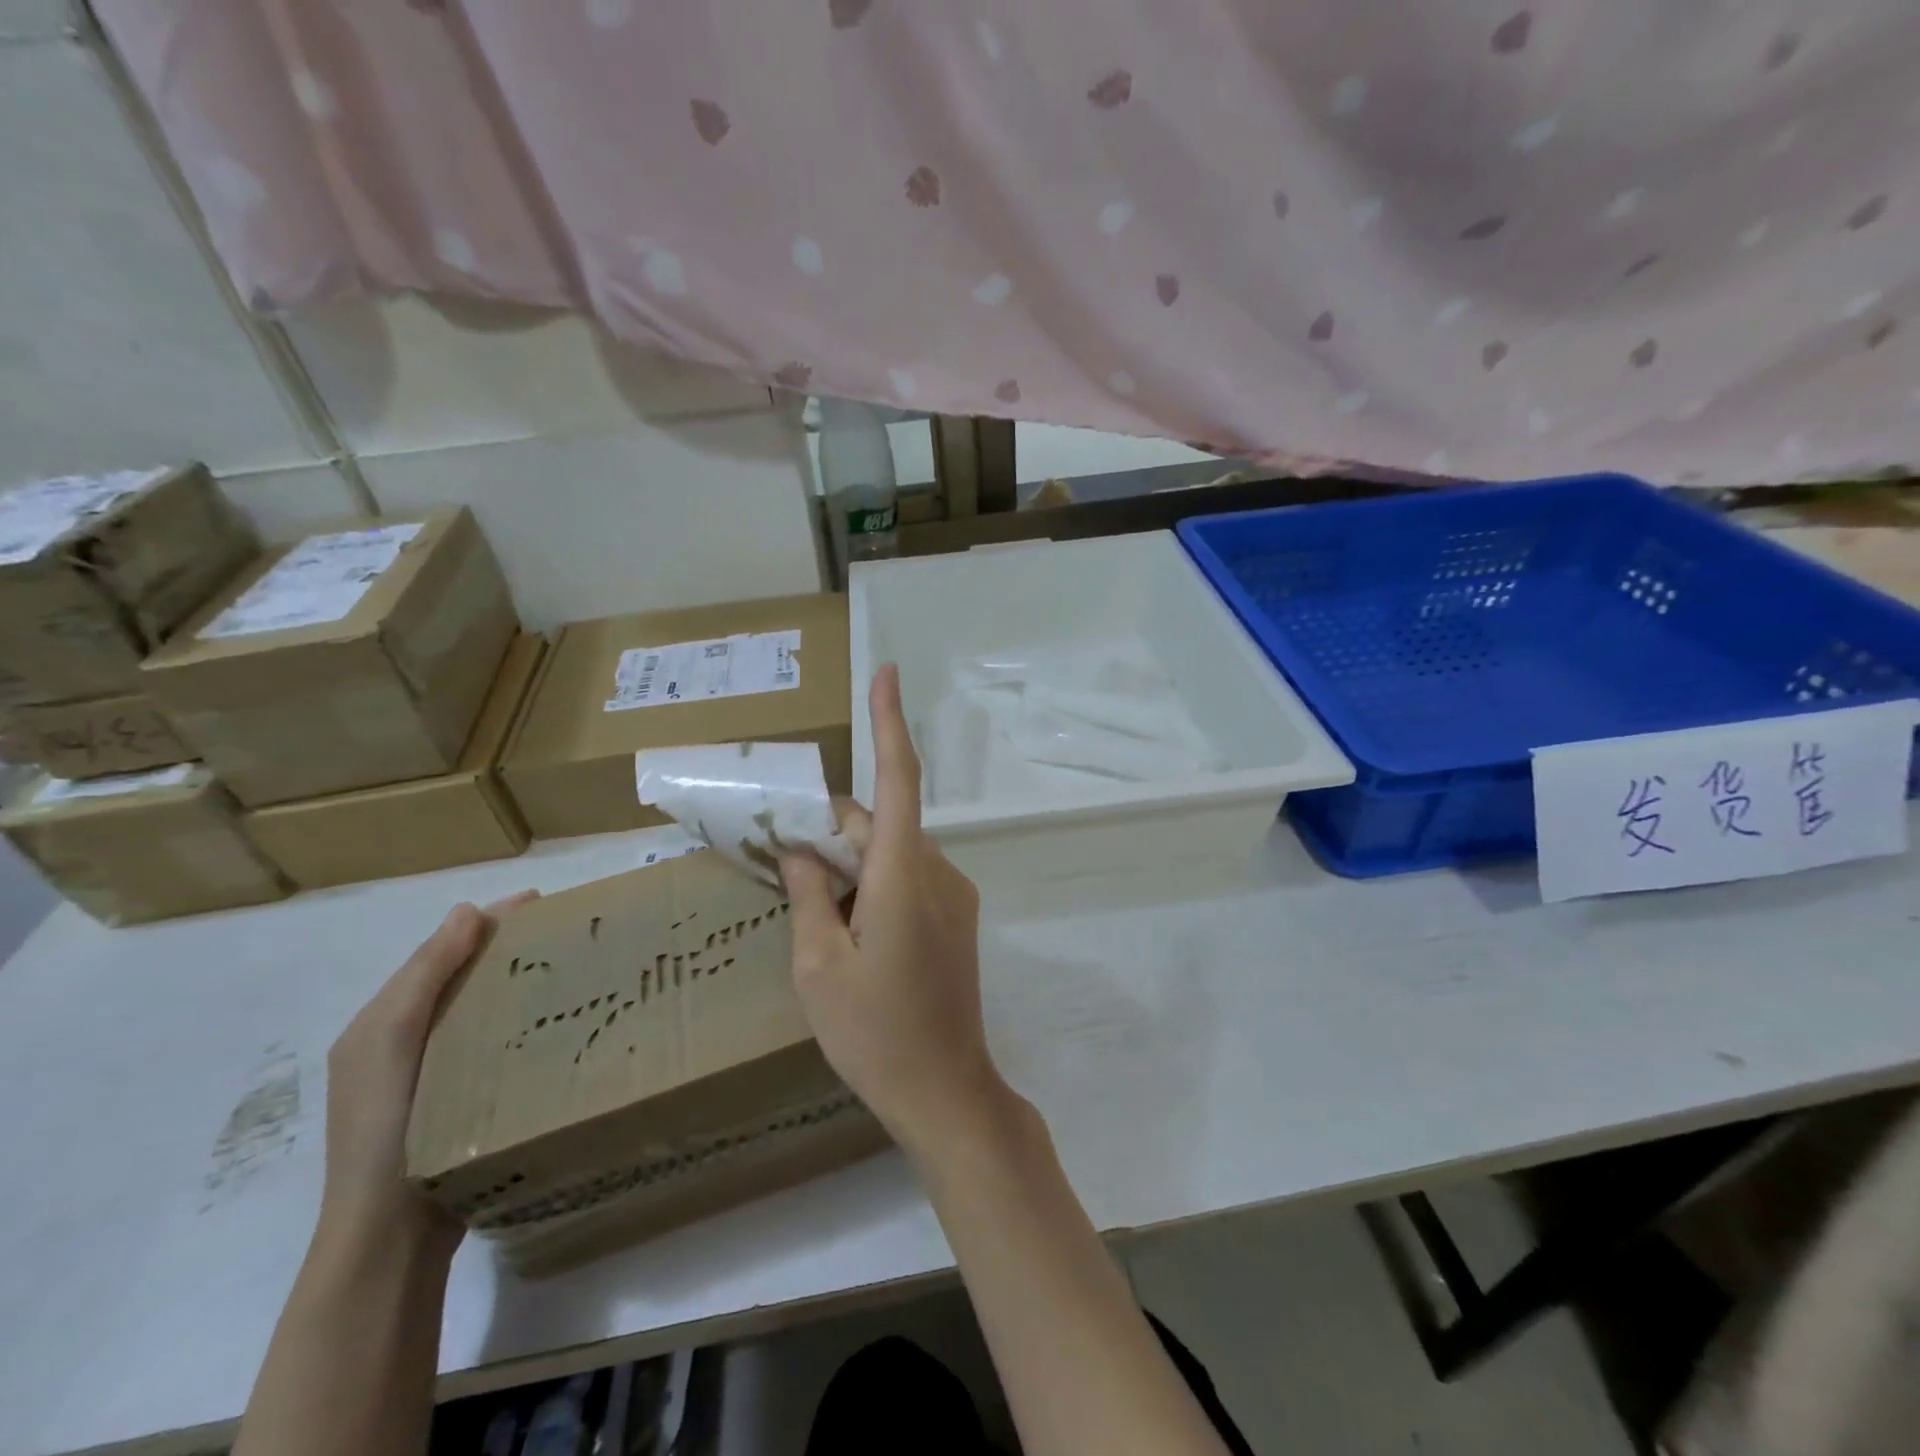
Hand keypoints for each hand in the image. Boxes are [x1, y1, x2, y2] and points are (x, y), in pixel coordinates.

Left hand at [320, 894, 535, 1257]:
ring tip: (568, 967)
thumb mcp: (392, 1040)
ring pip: (479, 1010)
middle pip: (460, 978)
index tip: (540, 901)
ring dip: (516, 984)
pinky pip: (492, 1042)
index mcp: (381, 1024)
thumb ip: (426, 975)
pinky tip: (553, 1021)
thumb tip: (466, 911)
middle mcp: (402, 1043)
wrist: (390, 1232)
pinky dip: (519, 1021)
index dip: (485, 922)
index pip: (438, 953)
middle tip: (564, 932)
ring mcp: (432, 1075)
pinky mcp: (461, 1101)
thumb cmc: (386, 1127)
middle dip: (506, 948)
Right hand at [779, 664, 1009, 1159]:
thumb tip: (801, 849)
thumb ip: (808, 896)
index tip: (887, 672)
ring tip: (817, 917)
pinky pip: (909, 878)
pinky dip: (875, 884)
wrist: (946, 1090)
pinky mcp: (959, 917)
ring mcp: (954, 895)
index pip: (897, 781)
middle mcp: (936, 872)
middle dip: (834, 833)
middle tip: (786, 862)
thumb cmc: (874, 1034)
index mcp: (901, 877)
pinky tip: (852, 934)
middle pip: (880, 825)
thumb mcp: (818, 968)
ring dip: (852, 865)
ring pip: (892, 853)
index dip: (890, 722)